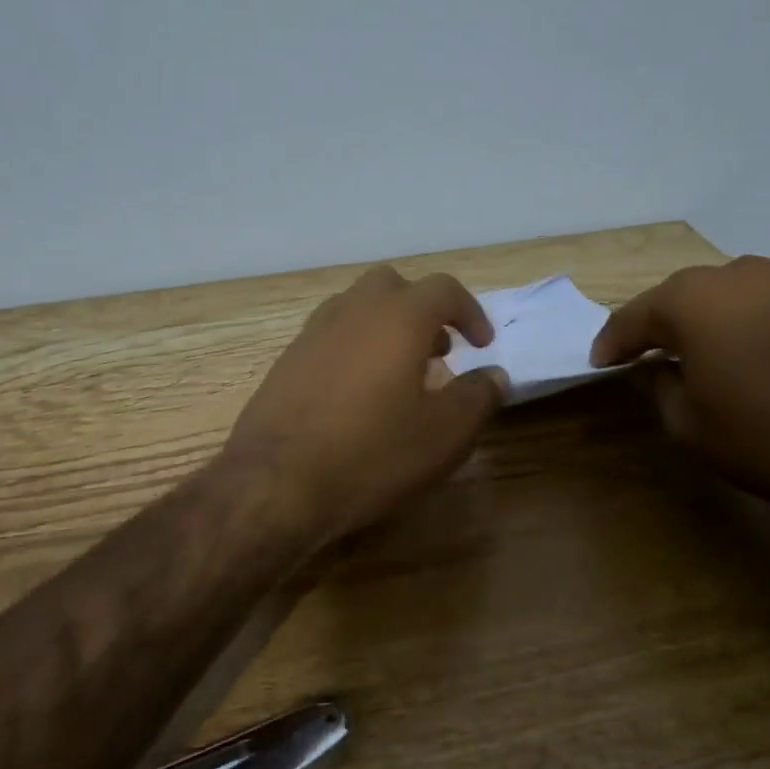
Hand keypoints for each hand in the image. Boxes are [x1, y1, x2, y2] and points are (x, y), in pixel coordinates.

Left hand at [222, 266, 506, 544]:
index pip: (443, 289)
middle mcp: (353, 309)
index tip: (482, 345)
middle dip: (423, 310)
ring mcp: (314, 331)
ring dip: (387, 327)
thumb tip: (493, 375)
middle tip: (439, 352)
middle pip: (394, 286)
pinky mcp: (288, 358)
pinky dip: (356, 347)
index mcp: (398, 315)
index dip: (470, 313)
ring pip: (358, 307)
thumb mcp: (445, 434)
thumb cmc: (372, 452)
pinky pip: (332, 335)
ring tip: (401, 374)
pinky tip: (358, 395)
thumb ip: (478, 396)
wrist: (276, 482)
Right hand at [592, 256, 769, 521]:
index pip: (637, 314)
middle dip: (667, 320)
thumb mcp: (689, 426)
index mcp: (696, 301)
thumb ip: (658, 387)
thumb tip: (653, 367)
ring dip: (722, 317)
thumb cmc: (767, 440)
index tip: (601, 361)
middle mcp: (747, 278)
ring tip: (719, 350)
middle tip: (655, 351)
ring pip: (744, 292)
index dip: (614, 340)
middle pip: (690, 292)